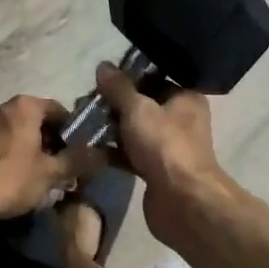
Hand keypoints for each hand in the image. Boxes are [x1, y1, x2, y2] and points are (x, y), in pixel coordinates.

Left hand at [0, 96, 98, 226]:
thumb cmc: (9, 178)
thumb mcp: (51, 172)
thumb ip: (78, 161)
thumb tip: (104, 154)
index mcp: (25, 106)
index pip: (59, 110)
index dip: (73, 132)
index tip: (80, 155)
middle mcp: (2, 108)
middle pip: (37, 122)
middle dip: (51, 144)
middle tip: (63, 171)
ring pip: (17, 136)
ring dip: (31, 154)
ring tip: (40, 182)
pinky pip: (0, 148)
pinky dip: (11, 161)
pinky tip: (14, 185)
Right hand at [94, 64, 226, 243]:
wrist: (182, 201)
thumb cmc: (165, 145)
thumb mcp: (137, 108)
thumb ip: (118, 87)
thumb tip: (103, 65)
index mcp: (185, 98)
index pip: (155, 78)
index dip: (128, 77)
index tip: (100, 79)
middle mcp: (181, 119)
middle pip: (142, 104)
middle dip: (114, 104)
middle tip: (86, 102)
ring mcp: (168, 146)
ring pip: (134, 130)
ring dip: (111, 128)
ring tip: (83, 122)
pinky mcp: (156, 170)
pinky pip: (131, 154)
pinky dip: (113, 151)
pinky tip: (89, 148)